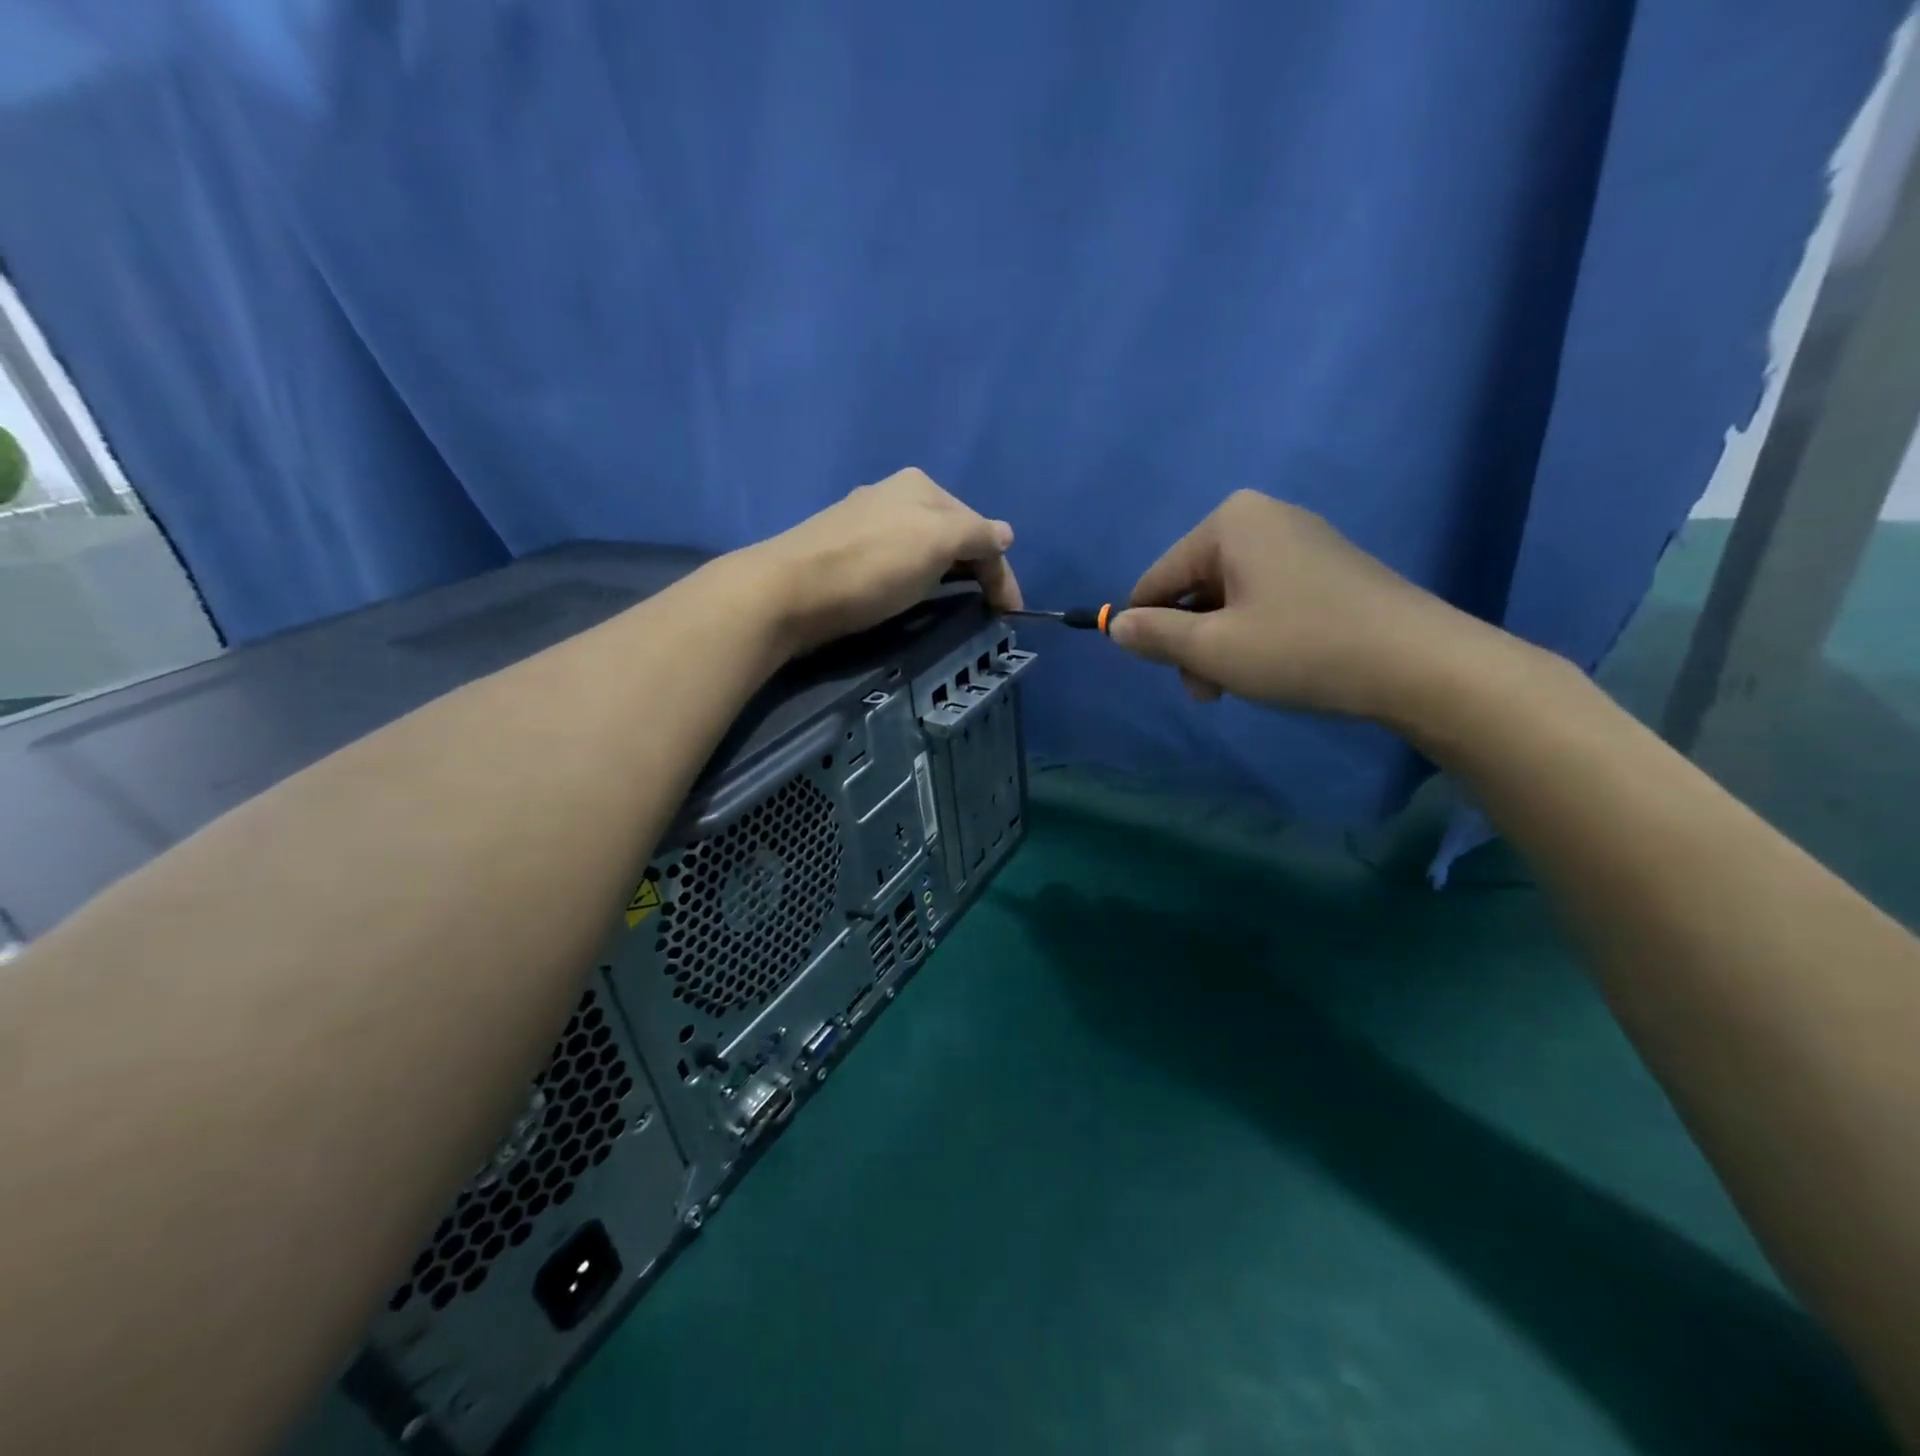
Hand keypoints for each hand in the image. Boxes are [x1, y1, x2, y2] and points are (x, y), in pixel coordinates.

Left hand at [745, 468, 1021, 655]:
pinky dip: (917, 579)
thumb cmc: (872, 566)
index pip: (980, 527)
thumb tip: (1006, 535)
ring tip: (953, 607)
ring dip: (946, 576)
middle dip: (974, 570)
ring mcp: (865, 521)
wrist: (788, 591)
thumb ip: (977, 536)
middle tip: (985, 612)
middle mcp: (894, 494)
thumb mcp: (938, 543)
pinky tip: (911, 594)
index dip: (1001, 571)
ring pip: (924, 549)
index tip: (1009, 615)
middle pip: (952, 535)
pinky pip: (898, 562)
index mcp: (922, 486)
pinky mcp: (843, 550)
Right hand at [1108, 490, 1489, 722]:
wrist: (1420, 664)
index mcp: (1229, 522)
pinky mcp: (1326, 567)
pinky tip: (1272, 665)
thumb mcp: (1213, 649)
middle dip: (1191, 641)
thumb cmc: (1302, 648)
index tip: (1164, 672)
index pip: (1157, 579)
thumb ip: (1154, 635)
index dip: (1148, 629)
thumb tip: (1115, 626)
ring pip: (1228, 598)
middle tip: (1208, 690)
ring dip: (1219, 644)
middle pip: (1193, 587)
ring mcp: (1299, 540)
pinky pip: (1264, 597)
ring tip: (1236, 685)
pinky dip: (1254, 633)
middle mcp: (1262, 518)